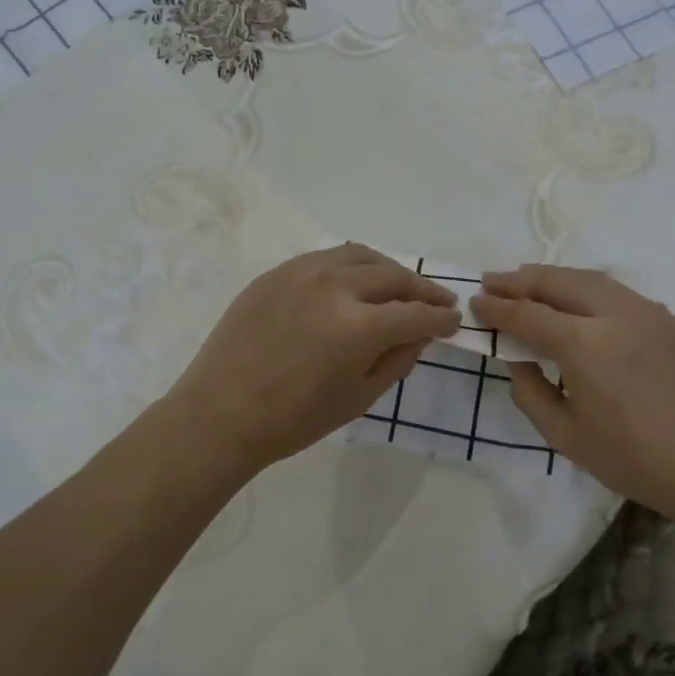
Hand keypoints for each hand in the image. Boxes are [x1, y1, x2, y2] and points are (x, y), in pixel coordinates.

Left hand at [165, 243, 461, 475]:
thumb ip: (396, 360)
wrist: (221, 411)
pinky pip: (327, 257)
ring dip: (389, 270)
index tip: (453, 320)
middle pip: (394, 276)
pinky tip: (355, 281)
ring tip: (400, 285)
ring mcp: (302, 272)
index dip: (441, 318)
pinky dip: (352, 265)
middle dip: (422, 289)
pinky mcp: (278, 271)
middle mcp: (335, 286)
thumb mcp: (358, 399)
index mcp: (359, 326)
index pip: (416, 314)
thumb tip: (420, 333)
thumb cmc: (293, 419)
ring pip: (361, 256)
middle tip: (438, 300)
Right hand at [471, 265, 674, 518]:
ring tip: (527, 281)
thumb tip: (517, 358)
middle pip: (557, 282)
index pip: (528, 315)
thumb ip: (531, 392)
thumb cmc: (637, 461)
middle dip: (520, 280)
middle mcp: (615, 315)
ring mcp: (647, 312)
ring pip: (589, 279)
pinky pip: (616, 291)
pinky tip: (576, 299)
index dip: (497, 308)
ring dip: (553, 277)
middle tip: (491, 281)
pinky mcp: (669, 320)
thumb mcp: (567, 437)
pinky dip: (585, 286)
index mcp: (585, 345)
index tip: (475, 303)